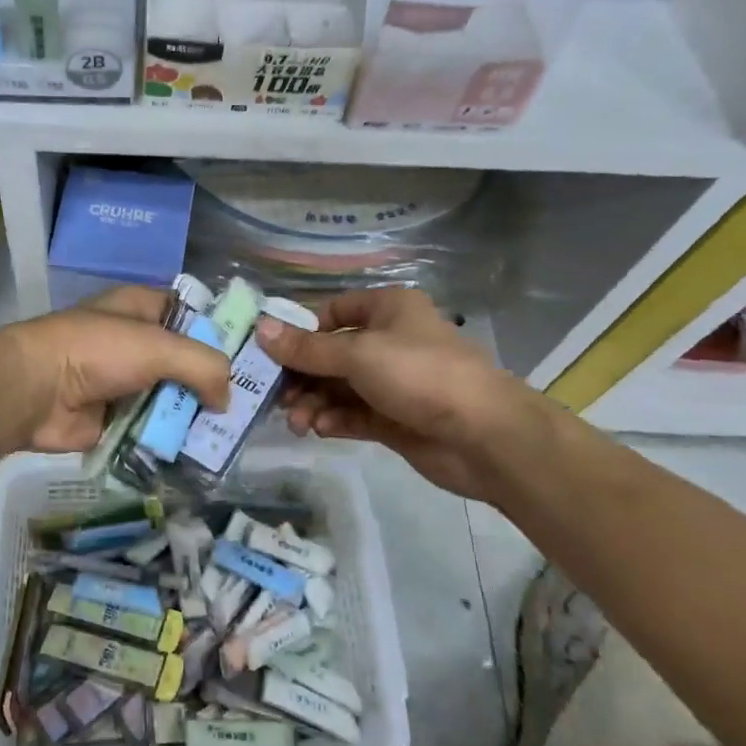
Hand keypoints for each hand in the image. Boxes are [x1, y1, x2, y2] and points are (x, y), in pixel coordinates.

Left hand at [0, 286, 233, 454]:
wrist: (34, 392)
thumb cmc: (96, 351)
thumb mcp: (157, 345)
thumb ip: (203, 366)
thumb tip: (226, 399)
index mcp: (143, 309)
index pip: (193, 313)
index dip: (222, 331)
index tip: (255, 357)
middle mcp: (137, 342)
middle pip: (187, 360)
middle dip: (214, 382)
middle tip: (253, 405)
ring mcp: (126, 382)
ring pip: (173, 397)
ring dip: (196, 415)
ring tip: (233, 436)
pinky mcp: (117, 418)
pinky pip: (154, 428)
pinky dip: (172, 439)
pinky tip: (202, 454)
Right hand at [255, 288, 551, 501]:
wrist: (485, 436)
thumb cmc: (420, 374)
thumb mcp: (358, 354)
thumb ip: (307, 348)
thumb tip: (260, 328)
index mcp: (387, 310)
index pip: (331, 313)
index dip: (299, 330)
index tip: (268, 352)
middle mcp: (389, 341)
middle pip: (331, 354)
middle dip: (302, 375)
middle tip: (275, 396)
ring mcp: (393, 383)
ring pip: (339, 387)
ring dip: (314, 401)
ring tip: (297, 421)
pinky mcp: (395, 419)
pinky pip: (353, 414)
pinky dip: (333, 419)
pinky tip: (318, 429)